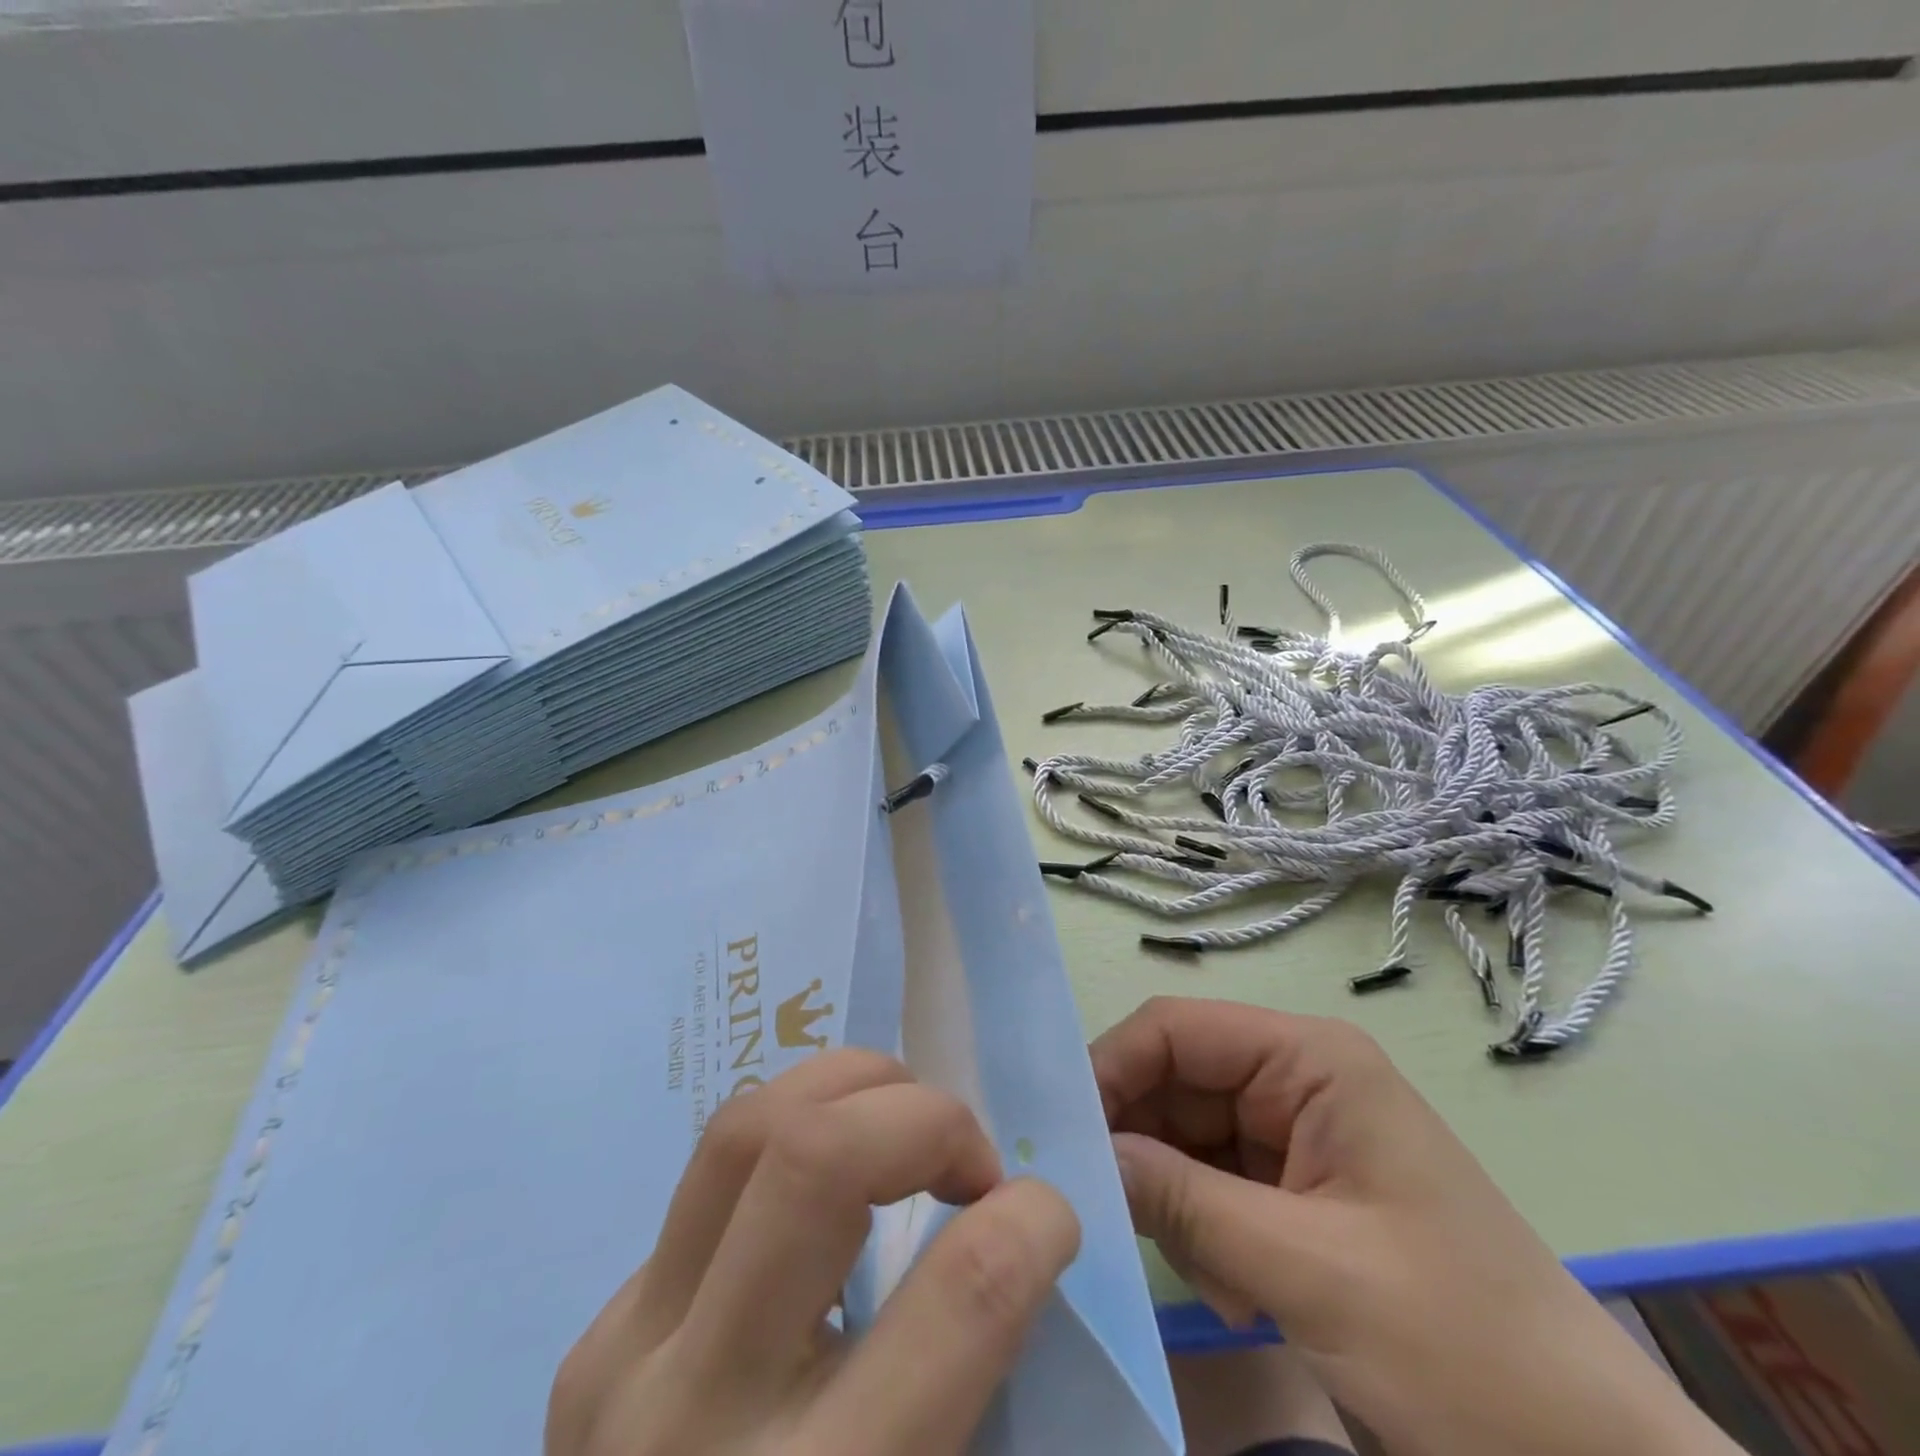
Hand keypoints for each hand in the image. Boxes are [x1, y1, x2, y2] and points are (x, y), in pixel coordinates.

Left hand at [547, 1049, 1079, 1455]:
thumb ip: (978, 1384)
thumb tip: (1018, 1238)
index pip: (954, 1302)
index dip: (1029, 1223)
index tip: (1049, 1215)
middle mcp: (695, 1419)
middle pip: (814, 1160)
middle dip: (924, 1119)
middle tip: (969, 1162)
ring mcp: (621, 1359)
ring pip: (747, 1127)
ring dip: (852, 1089)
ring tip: (905, 1126)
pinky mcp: (597, 1331)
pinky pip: (713, 1171)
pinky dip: (798, 1134)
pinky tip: (832, 1181)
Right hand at [1091, 997, 1739, 1455]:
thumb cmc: (1462, 1347)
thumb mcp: (1308, 1270)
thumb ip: (1182, 1200)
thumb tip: (1084, 1158)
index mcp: (1309, 1059)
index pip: (1176, 1029)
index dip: (1112, 1068)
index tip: (1062, 1135)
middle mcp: (1298, 1079)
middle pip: (1176, 1083)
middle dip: (1141, 1147)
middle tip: (1111, 1218)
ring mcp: (1298, 1134)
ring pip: (1187, 1138)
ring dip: (1176, 1202)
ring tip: (1212, 1280)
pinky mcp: (1299, 1189)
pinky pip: (1215, 1184)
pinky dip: (1204, 1232)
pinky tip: (1237, 1295)